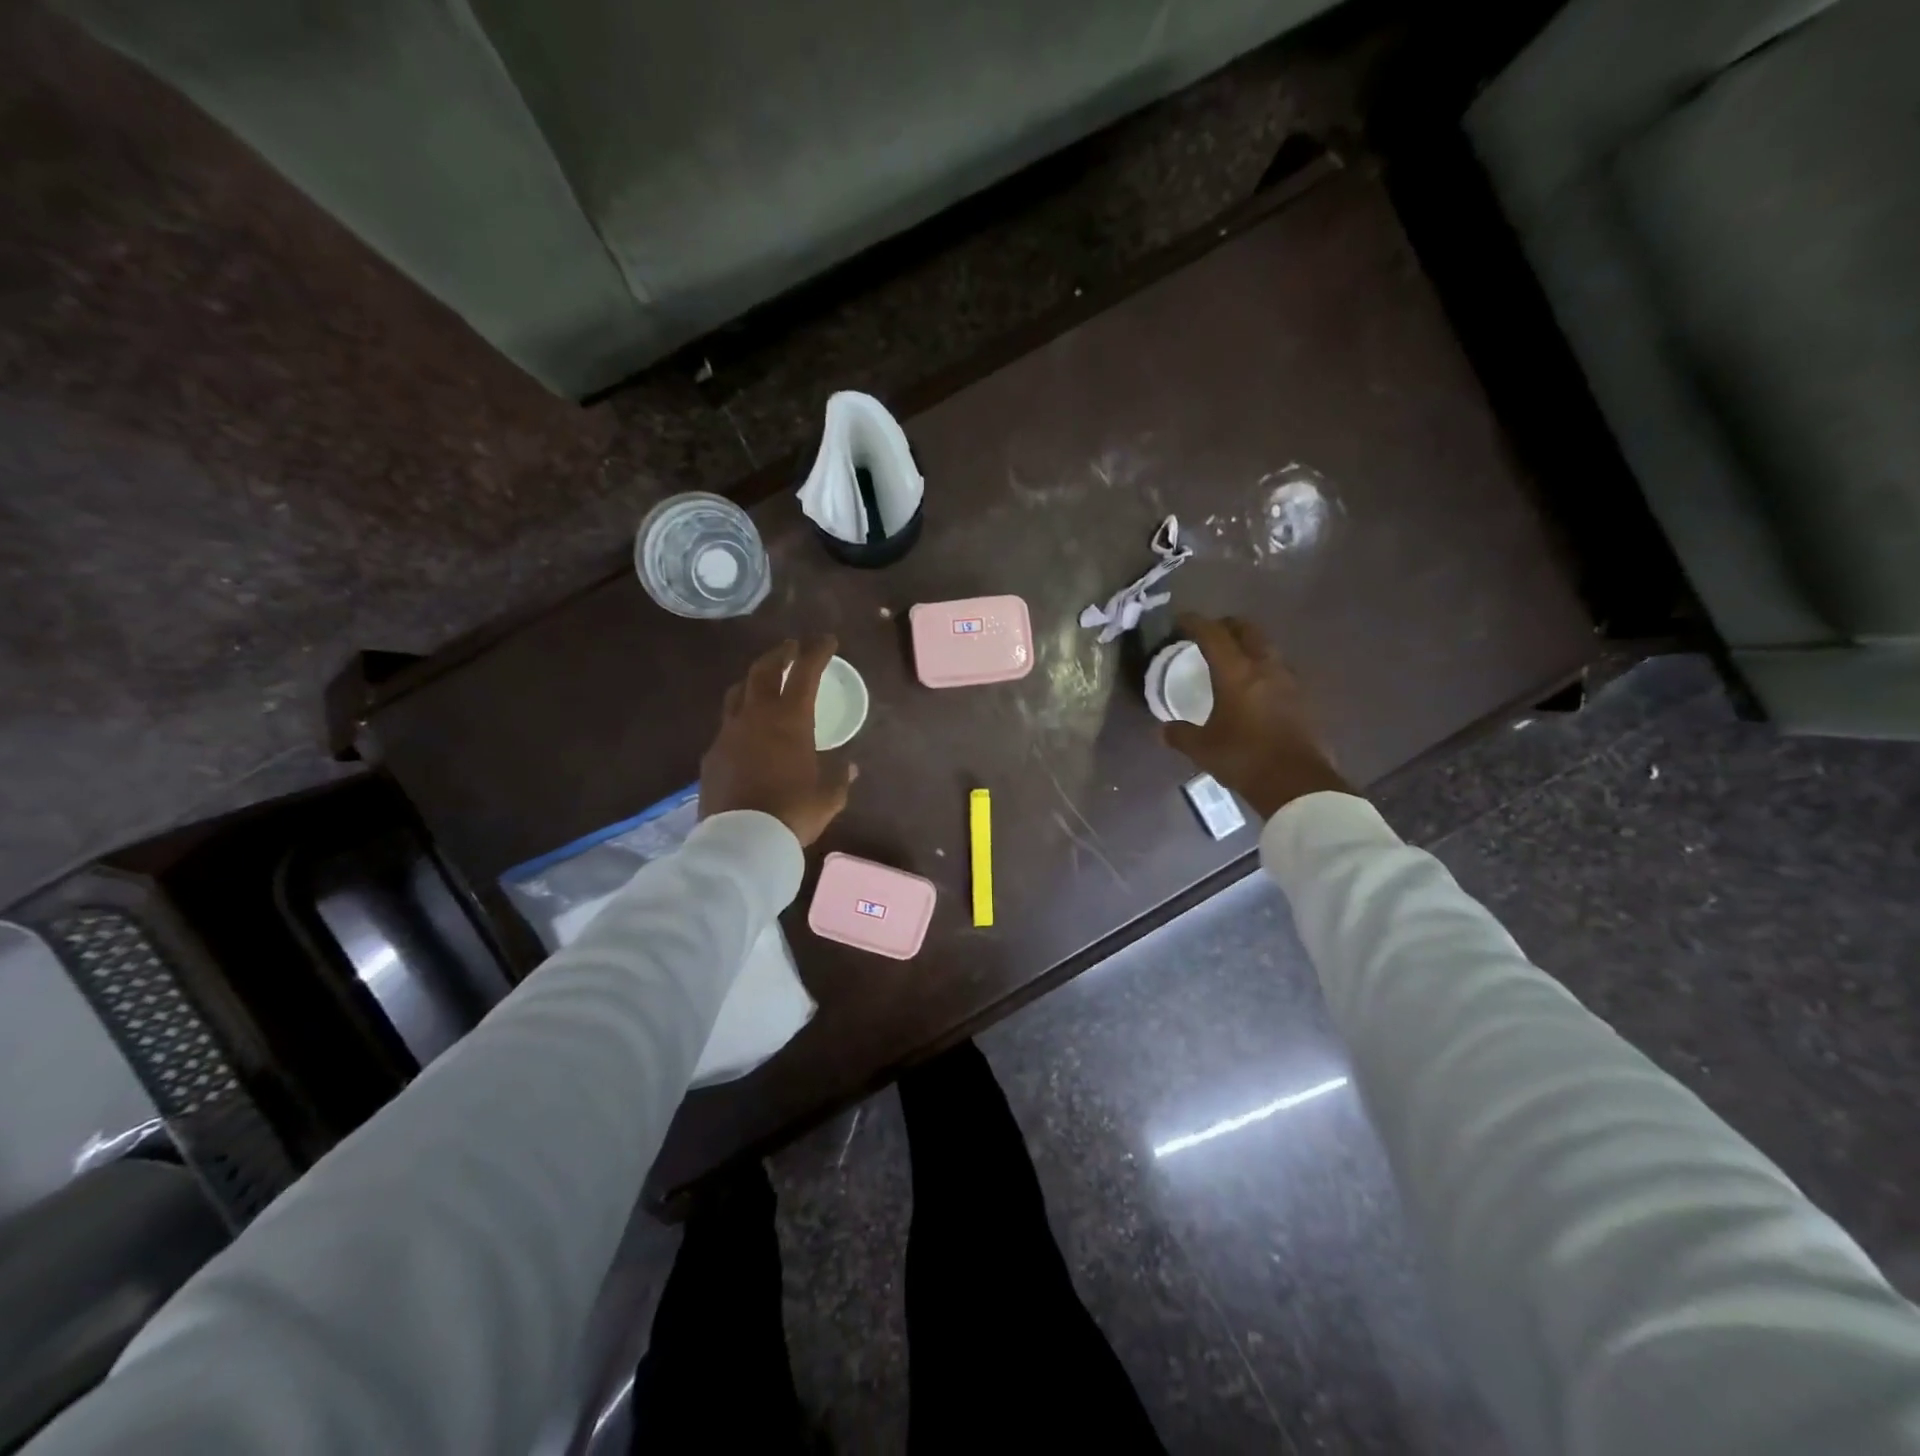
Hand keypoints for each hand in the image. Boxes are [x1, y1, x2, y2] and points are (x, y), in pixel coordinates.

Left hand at [700, 636, 855, 846]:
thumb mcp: (828, 798)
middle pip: (763, 670)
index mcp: (790, 720)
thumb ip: (839, 778)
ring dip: (753, 680)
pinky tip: (746, 732)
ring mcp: (729, 733)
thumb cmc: (793, 813)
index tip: (827, 640)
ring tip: (763, 681)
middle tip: (790, 648)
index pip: (805, 673)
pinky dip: (740, 718)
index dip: (817, 652)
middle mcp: (756, 717)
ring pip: (737, 692)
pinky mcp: (712, 754)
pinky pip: (726, 725)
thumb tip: (849, 767)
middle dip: (779, 654)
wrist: (742, 841)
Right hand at [1161, 614, 1350, 817]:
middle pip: (1247, 630)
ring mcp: (1288, 681)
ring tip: (1232, 660)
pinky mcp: (1303, 699)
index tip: (1181, 620)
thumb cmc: (1244, 758)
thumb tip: (1163, 729)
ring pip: (1267, 647)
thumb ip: (1180, 734)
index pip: (1213, 634)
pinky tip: (1254, 688)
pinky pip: (1279, 671)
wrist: (1297, 783)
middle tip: (1210, 634)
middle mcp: (1264, 667)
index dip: (1195, 622)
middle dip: (1226, 626)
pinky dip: (1262, 669)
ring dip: (1248, 646)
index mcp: (1236, 672)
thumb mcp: (1202, 748)